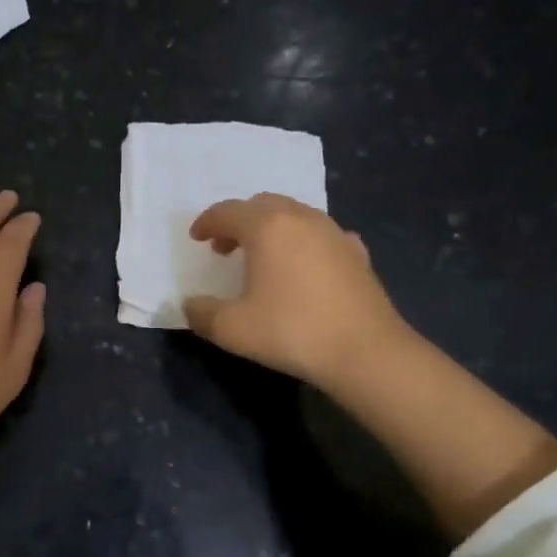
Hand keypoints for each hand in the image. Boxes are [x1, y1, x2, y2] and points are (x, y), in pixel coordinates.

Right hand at [183, 193, 406, 390]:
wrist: (365, 352)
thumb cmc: (292, 331)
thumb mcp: (232, 329)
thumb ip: (202, 313)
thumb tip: (190, 305)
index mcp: (267, 227)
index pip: (228, 212)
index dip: (207, 222)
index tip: (196, 238)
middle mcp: (301, 218)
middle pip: (262, 205)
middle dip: (239, 221)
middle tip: (225, 248)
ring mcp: (334, 233)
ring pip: (295, 215)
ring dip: (271, 229)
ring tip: (262, 258)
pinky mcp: (357, 253)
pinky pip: (322, 235)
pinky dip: (304, 243)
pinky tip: (305, 265)